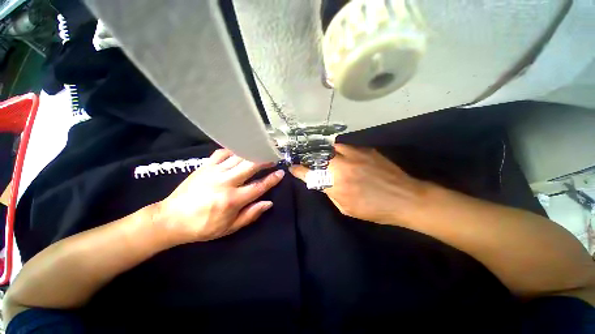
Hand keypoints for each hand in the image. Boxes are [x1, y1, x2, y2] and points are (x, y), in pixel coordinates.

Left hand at [156, 149, 284, 244]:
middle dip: (265, 160)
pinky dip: (233, 150)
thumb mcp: (229, 227)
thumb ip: (251, 214)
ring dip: (252, 153)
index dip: (272, 179)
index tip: (281, 172)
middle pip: (251, 166)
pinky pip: (222, 153)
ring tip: (260, 152)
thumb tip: (269, 203)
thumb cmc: (203, 226)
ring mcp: (214, 172)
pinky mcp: (205, 166)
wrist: (171, 219)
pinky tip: (239, 150)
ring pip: (238, 157)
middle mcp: (226, 182)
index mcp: (233, 200)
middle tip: (273, 157)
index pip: (259, 186)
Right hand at [290, 144, 424, 223]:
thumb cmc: (374, 209)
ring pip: (332, 148)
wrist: (406, 198)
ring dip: (327, 153)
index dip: (299, 170)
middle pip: (319, 156)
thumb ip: (330, 192)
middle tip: (312, 163)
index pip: (310, 173)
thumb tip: (321, 182)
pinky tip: (346, 158)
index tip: (293, 167)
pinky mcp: (366, 150)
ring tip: (329, 159)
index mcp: (336, 182)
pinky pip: (347, 147)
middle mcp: (342, 165)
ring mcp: (355, 154)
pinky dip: (342, 152)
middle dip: (312, 159)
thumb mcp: (346, 207)